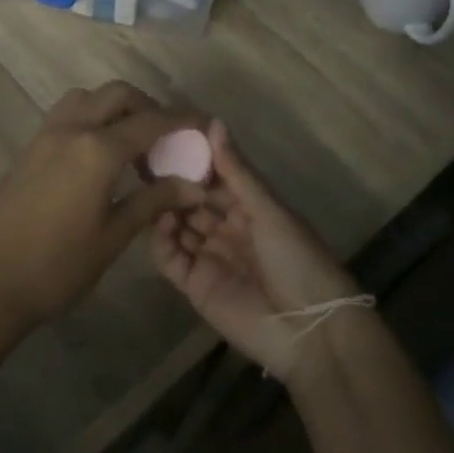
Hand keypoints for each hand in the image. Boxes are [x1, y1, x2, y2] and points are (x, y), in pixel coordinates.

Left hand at [0, 81, 204, 335]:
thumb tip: (194, 186)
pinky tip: (98, 153)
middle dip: (148, 106)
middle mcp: (71, 130)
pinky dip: (91, 116)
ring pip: (88, 97)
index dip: (182, 120)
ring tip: (132, 141)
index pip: (151, 121)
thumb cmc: (57, 267)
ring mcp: (45, 135)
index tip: (205, 123)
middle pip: (118, 95)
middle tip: (166, 137)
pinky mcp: (29, 148)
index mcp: (97, 150)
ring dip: (115, 106)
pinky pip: (66, 113)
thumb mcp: (113, 236)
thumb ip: (154, 201)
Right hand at [150, 119, 363, 381]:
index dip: (193, 159)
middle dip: (172, 182)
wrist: (310, 330)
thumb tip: (213, 122)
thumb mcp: (269, 210)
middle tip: (144, 160)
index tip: (166, 136)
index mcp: (250, 208)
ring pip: (177, 226)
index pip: (215, 177)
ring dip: (164, 209)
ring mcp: (209, 257)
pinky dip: (161, 241)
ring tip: (148, 189)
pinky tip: (160, 223)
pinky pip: (170, 259)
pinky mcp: (194, 286)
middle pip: (192, 200)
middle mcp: (227, 228)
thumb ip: (236, 171)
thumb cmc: (298, 259)